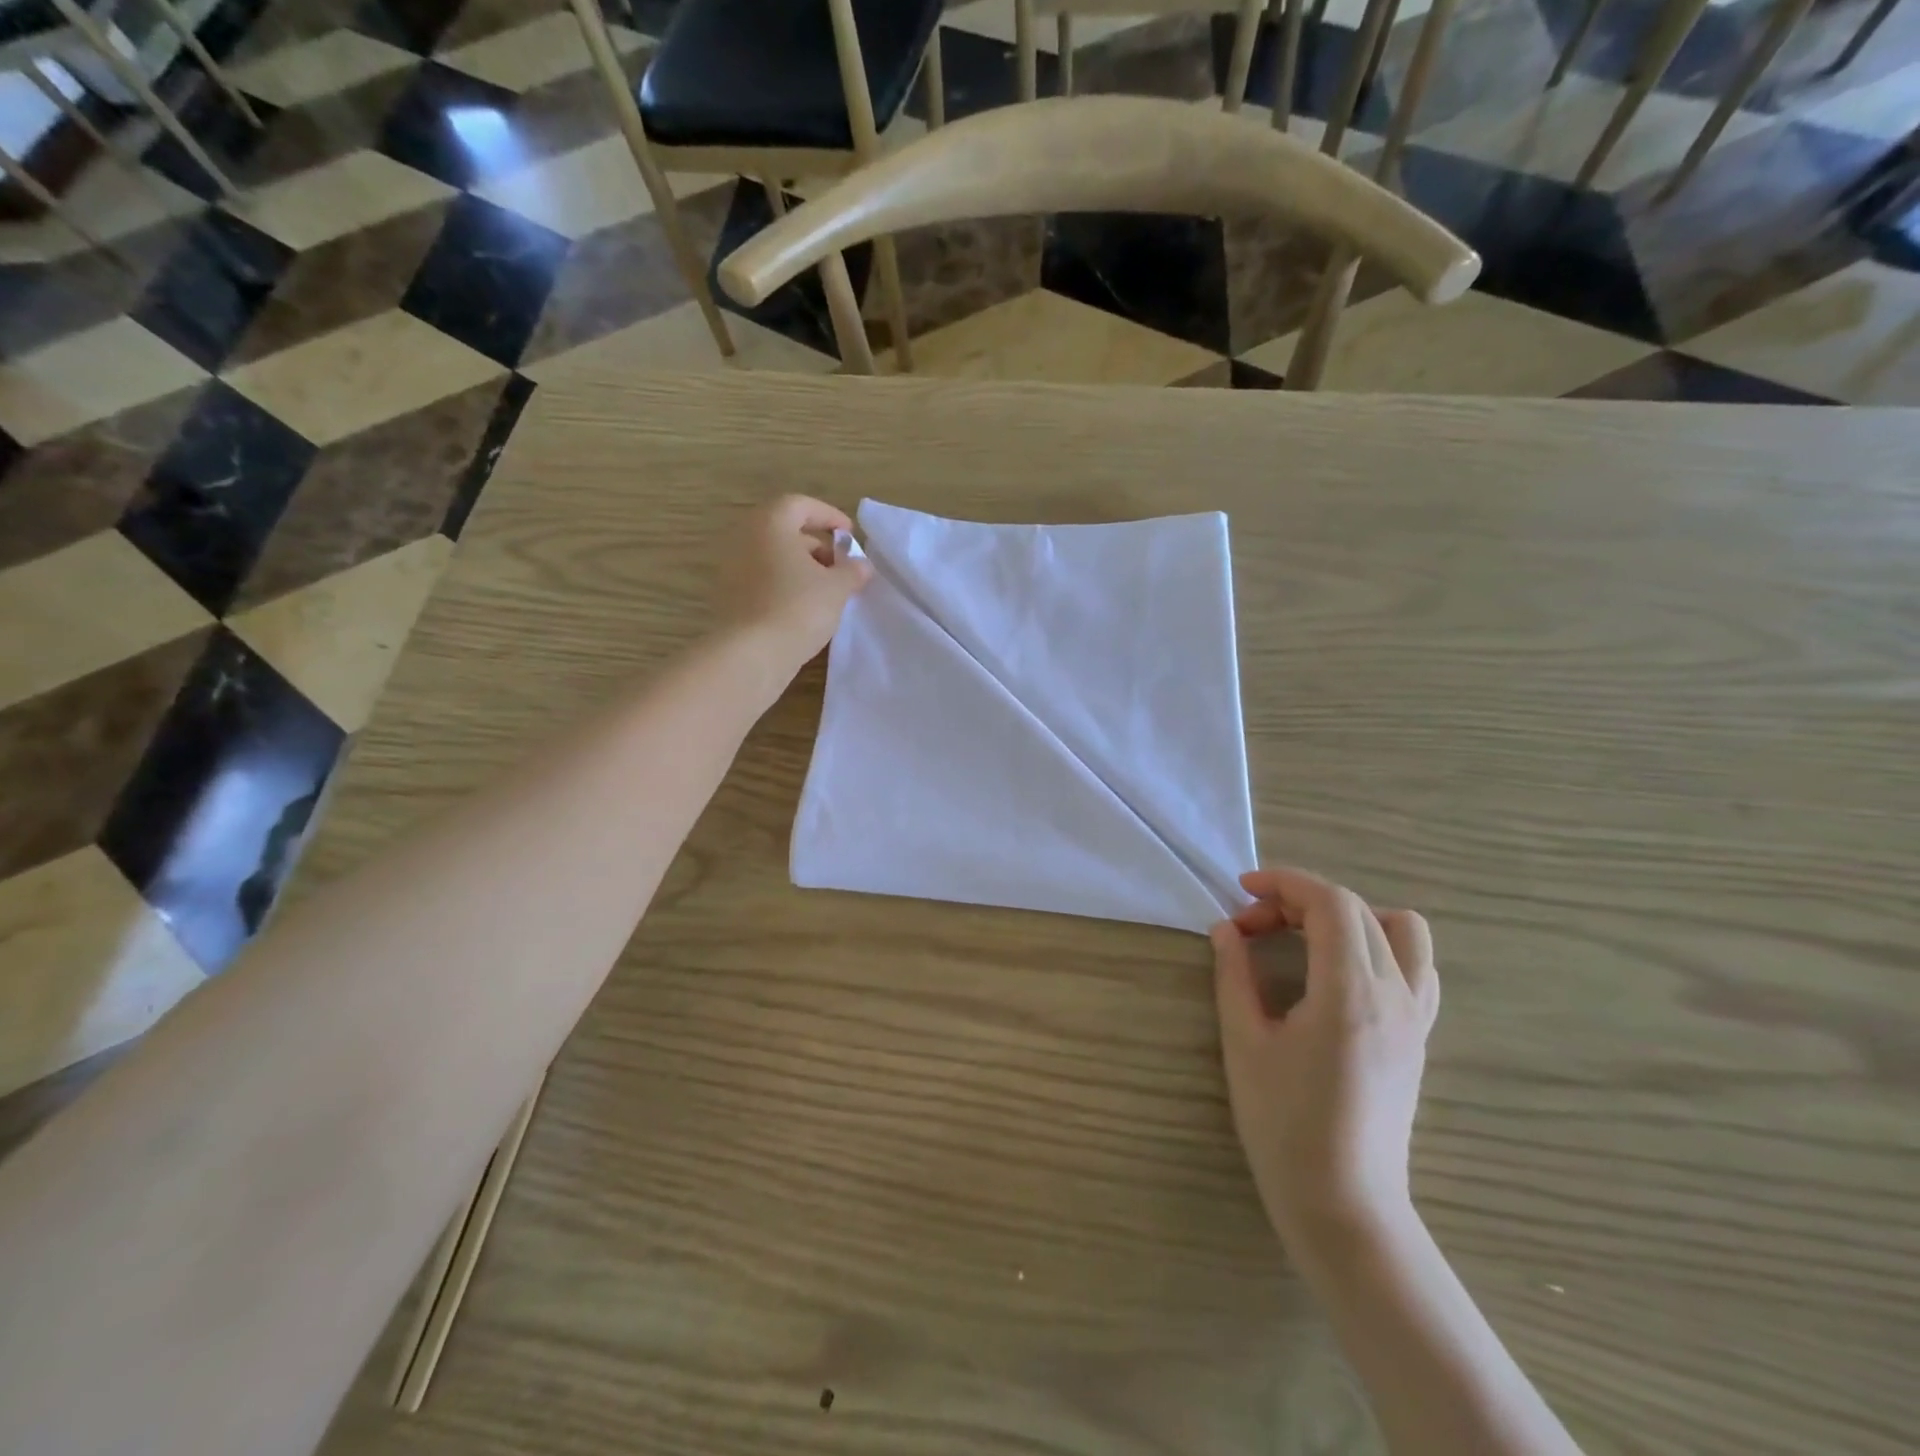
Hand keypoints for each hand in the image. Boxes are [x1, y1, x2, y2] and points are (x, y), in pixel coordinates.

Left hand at [714, 495, 871, 665]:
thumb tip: (861, 565)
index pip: (800, 505)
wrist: (752, 654)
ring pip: (773, 558)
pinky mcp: (730, 597)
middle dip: (817, 546)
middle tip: (841, 567)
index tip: (849, 535)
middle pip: (784, 532)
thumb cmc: (798, 607)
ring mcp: (733, 569)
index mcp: (769, 525)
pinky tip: (806, 608)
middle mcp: (745, 539)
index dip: (828, 516)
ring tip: (828, 592)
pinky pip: (763, 581)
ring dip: (801, 569)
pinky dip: (785, 586)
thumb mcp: (837, 588)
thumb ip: (853, 571)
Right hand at [1210, 868, 1438, 1250]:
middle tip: (1252, 926)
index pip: (1331, 902)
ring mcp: (1415, 1017)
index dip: (1285, 883)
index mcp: (1349, 993)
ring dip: (1351, 916)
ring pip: (1403, 930)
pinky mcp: (1419, 1037)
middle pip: (1358, 909)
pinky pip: (1417, 967)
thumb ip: (1234, 975)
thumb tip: (1225, 929)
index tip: (1242, 891)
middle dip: (1300, 900)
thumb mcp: (1244, 1042)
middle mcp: (1395, 994)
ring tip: (1305, 938)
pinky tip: (1340, 972)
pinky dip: (1379, 946)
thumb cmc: (1284, 1124)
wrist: (1343, 1203)